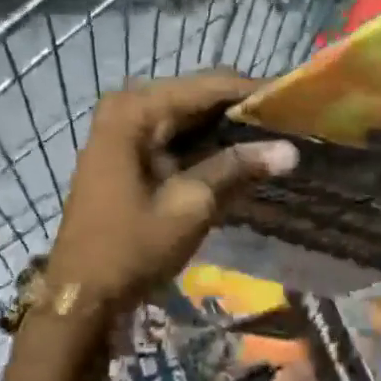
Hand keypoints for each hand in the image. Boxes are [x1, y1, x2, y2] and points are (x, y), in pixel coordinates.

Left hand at [46, 71, 298, 311]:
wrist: (81, 293)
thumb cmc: (131, 248)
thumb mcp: (190, 206)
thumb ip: (237, 168)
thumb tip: (291, 149)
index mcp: (136, 111)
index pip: (208, 86)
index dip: (255, 92)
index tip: (298, 100)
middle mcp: (127, 108)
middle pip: (198, 97)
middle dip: (243, 110)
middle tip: (292, 123)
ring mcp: (124, 130)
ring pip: (190, 117)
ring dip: (228, 129)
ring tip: (277, 137)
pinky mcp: (128, 153)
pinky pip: (176, 137)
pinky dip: (207, 146)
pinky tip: (242, 157)